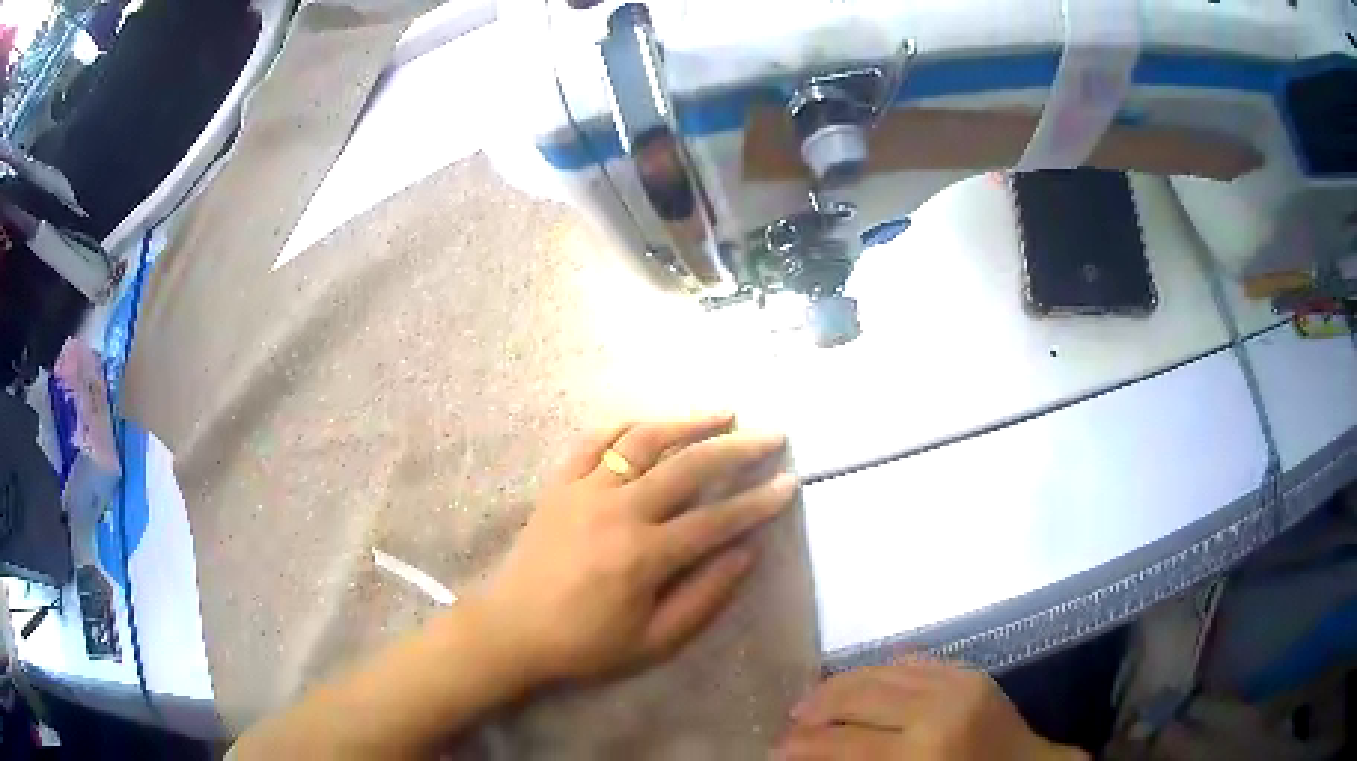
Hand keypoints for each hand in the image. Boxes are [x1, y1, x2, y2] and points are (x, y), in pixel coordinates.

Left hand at [471, 414, 797, 683]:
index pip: (716, 520)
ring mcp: (584, 491)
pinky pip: (593, 442)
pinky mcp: (559, 485)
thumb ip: (704, 597)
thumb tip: (747, 552)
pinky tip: (651, 423)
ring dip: (686, 422)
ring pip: (642, 441)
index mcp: (643, 556)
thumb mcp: (654, 641)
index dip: (758, 502)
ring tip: (722, 413)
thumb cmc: (585, 644)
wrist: (512, 630)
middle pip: (688, 467)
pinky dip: (625, 426)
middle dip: (737, 448)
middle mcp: (617, 511)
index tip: (789, 482)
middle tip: (770, 435)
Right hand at [776, 659, 1087, 760]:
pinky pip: (916, 662)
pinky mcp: (972, 672)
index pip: (843, 743)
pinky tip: (865, 680)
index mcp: (922, 751)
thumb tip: (814, 756)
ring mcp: (958, 683)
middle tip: (791, 720)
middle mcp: (937, 709)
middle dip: (816, 707)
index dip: (802, 746)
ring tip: (816, 698)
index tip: (774, 749)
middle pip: (858, 696)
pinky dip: (883, 669)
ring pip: (881, 671)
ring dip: (842, 683)